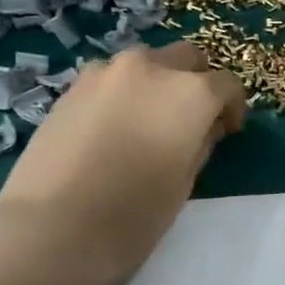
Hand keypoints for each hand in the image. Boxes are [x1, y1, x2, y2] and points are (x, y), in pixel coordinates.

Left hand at [0, 42, 244, 284]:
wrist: (52, 226)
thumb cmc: (135, 212)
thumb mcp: (185, 182)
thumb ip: (201, 143)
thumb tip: (202, 128)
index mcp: (190, 93)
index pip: (227, 85)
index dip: (232, 108)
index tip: (228, 132)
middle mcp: (151, 69)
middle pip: (187, 58)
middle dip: (196, 81)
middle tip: (192, 118)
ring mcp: (106, 73)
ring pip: (146, 63)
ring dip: (157, 82)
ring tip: (149, 120)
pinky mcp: (72, 87)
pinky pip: (111, 78)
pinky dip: (123, 92)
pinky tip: (115, 126)